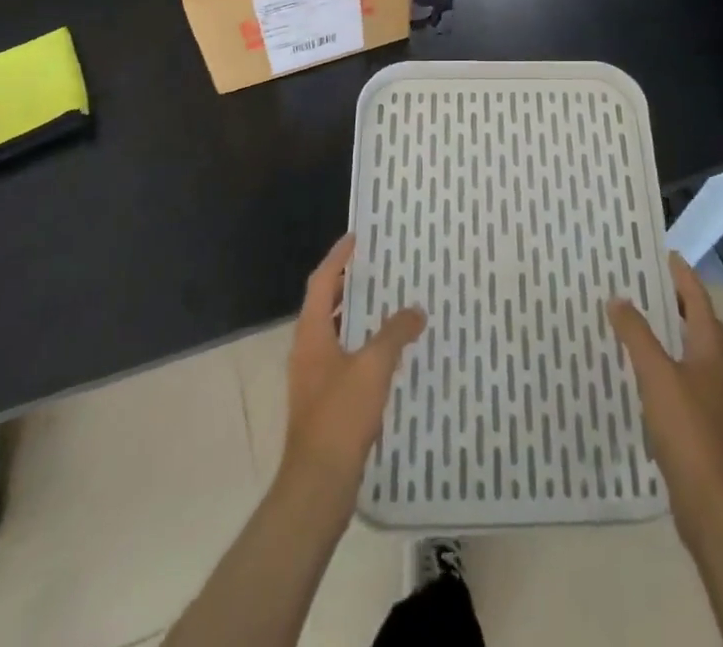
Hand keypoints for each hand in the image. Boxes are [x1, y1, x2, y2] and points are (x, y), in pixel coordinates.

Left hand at [281, 235, 424, 499]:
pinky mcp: (324, 402)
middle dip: (349, 284)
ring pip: (335, 333)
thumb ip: (395, 334)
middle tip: (377, 266)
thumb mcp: (373, 367)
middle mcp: (307, 350)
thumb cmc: (340, 416)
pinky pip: (344, 358)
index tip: (356, 237)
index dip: (338, 258)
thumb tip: (415, 310)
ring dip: (357, 315)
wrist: (317, 485)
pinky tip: (388, 353)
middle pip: (325, 305)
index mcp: (312, 333)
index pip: (322, 282)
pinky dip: (362, 345)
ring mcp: (313, 377)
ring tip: (388, 303)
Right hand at [609, 253, 722, 540]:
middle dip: (679, 302)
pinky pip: (678, 380)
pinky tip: (638, 374)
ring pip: (689, 353)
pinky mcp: (695, 426)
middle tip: (650, 284)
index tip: (666, 255)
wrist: (711, 505)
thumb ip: (637, 335)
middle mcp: (712, 370)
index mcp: (708, 351)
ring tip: (638, 322)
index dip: (684, 278)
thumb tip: (619, 297)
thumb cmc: (688, 430)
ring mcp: (706, 400)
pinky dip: (661, 366)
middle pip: (699, 326)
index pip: (699, 302)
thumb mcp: (657, 375)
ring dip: (669, 334)